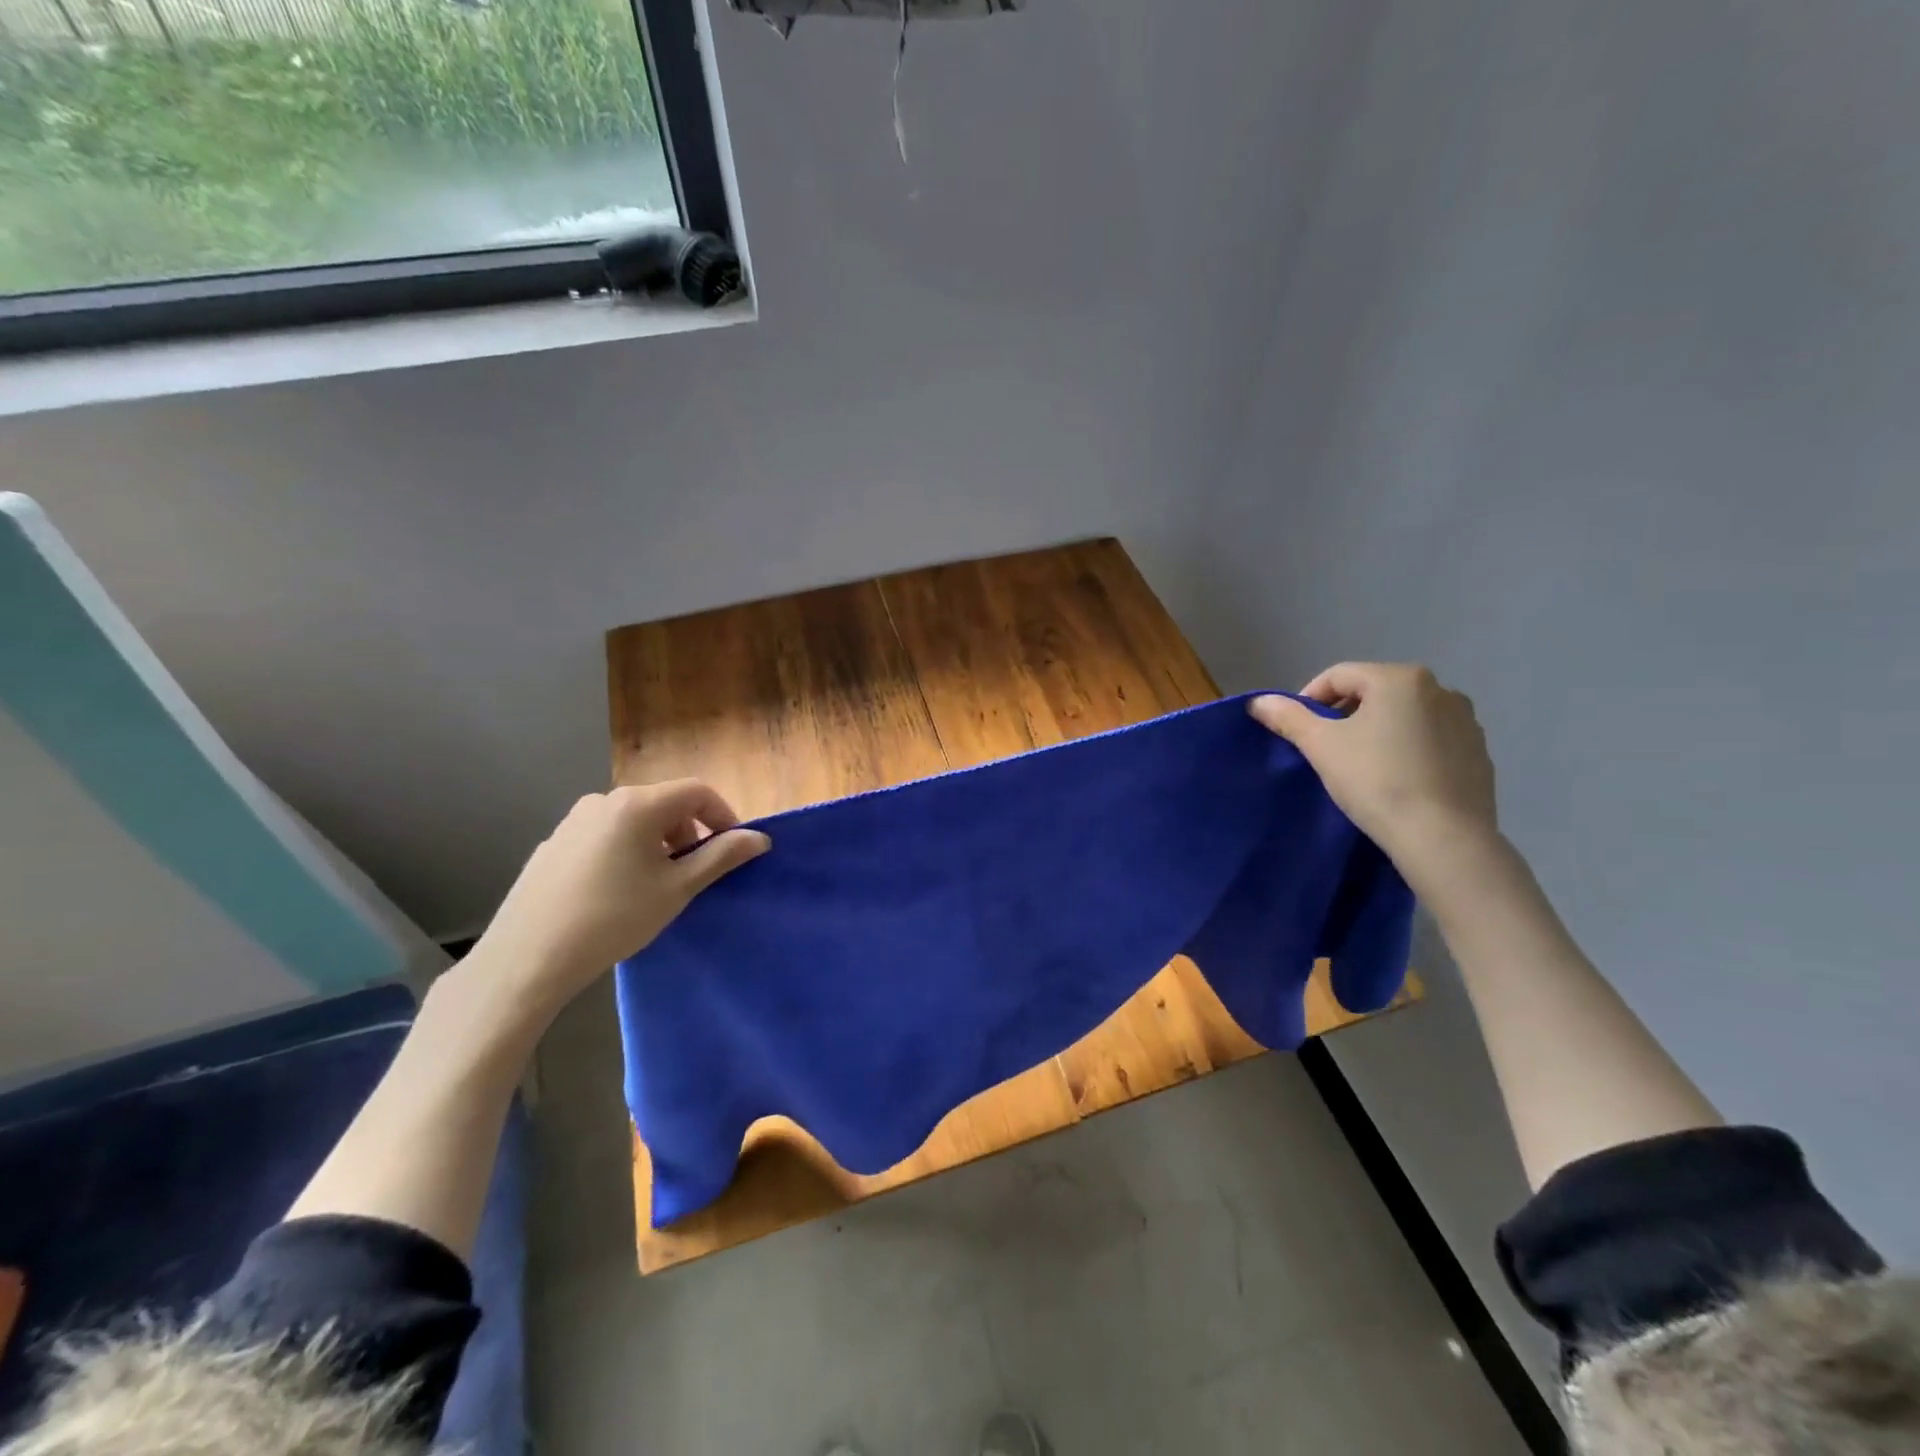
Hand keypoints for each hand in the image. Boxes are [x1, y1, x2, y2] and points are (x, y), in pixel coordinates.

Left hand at [468, 780, 769, 1014]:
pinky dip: (625, 851)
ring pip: (634, 820)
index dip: (724, 816)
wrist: (527, 958)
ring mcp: (573, 821)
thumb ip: (721, 856)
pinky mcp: (553, 844)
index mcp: (638, 804)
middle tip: (694, 873)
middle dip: (689, 832)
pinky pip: (605, 836)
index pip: (698, 791)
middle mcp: (604, 800)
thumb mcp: (677, 889)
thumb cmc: (614, 918)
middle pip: (665, 803)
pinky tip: (616, 893)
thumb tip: (759, 838)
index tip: (733, 850)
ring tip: (656, 885)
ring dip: (658, 843)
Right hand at [1249, 663, 1497, 878]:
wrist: (1442, 837)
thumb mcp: (1321, 746)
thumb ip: (1288, 717)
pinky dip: (1408, 749)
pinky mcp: (1479, 752)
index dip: (1309, 699)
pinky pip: (1431, 739)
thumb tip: (1258, 701)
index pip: (1339, 675)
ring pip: (1405, 715)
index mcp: (1400, 678)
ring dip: (1378, 730)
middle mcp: (1440, 689)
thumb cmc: (1375, 780)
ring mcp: (1466, 721)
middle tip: (1326, 748)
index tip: (1298, 731)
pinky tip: (1397, 779)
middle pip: (1374, 692)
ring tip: (1362, 765)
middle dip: (1345, 713)